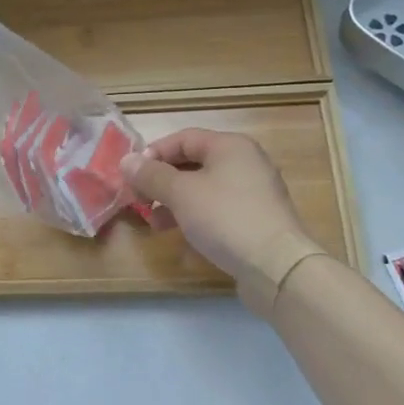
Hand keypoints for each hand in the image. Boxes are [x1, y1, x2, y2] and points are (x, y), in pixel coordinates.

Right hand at [120, 129, 320, 301]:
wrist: (277, 266)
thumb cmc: (225, 218)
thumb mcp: (181, 193)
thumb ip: (152, 175)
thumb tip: (126, 161)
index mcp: (230, 146)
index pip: (183, 138)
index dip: (154, 153)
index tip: (132, 176)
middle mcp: (245, 162)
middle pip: (194, 163)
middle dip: (162, 181)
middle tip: (140, 200)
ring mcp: (254, 192)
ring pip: (205, 188)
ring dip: (175, 202)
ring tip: (155, 223)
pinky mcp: (257, 219)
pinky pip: (219, 209)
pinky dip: (196, 216)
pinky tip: (182, 236)